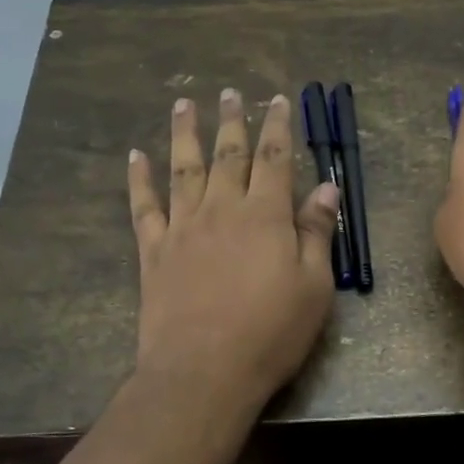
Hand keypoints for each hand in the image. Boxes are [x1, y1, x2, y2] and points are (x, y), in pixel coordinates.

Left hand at [128, 89, 340, 412]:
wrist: (204, 371)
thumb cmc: (270, 332)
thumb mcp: (314, 286)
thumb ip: (317, 232)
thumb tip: (327, 186)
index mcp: (265, 215)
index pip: (275, 158)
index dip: (278, 126)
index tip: (277, 100)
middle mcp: (222, 209)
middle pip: (228, 154)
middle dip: (232, 120)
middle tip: (230, 92)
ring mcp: (183, 227)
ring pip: (183, 168)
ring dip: (184, 133)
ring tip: (183, 104)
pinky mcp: (154, 250)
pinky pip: (144, 206)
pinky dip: (139, 179)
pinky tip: (136, 156)